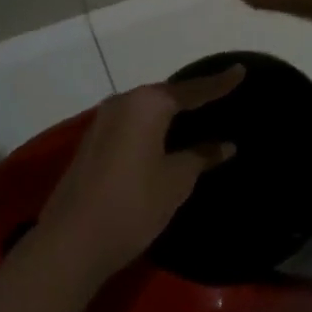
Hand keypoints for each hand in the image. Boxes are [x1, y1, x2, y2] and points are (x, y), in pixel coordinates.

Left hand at [34, 65, 243, 281]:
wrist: (71, 241)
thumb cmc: (132, 205)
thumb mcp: (175, 181)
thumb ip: (201, 157)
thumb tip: (225, 144)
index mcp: (148, 104)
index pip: (192, 90)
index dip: (219, 83)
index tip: (240, 69)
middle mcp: (124, 102)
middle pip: (166, 95)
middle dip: (192, 97)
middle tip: (220, 95)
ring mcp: (103, 120)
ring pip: (146, 109)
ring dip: (170, 113)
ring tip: (197, 115)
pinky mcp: (93, 142)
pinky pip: (132, 123)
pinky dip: (152, 126)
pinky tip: (165, 137)